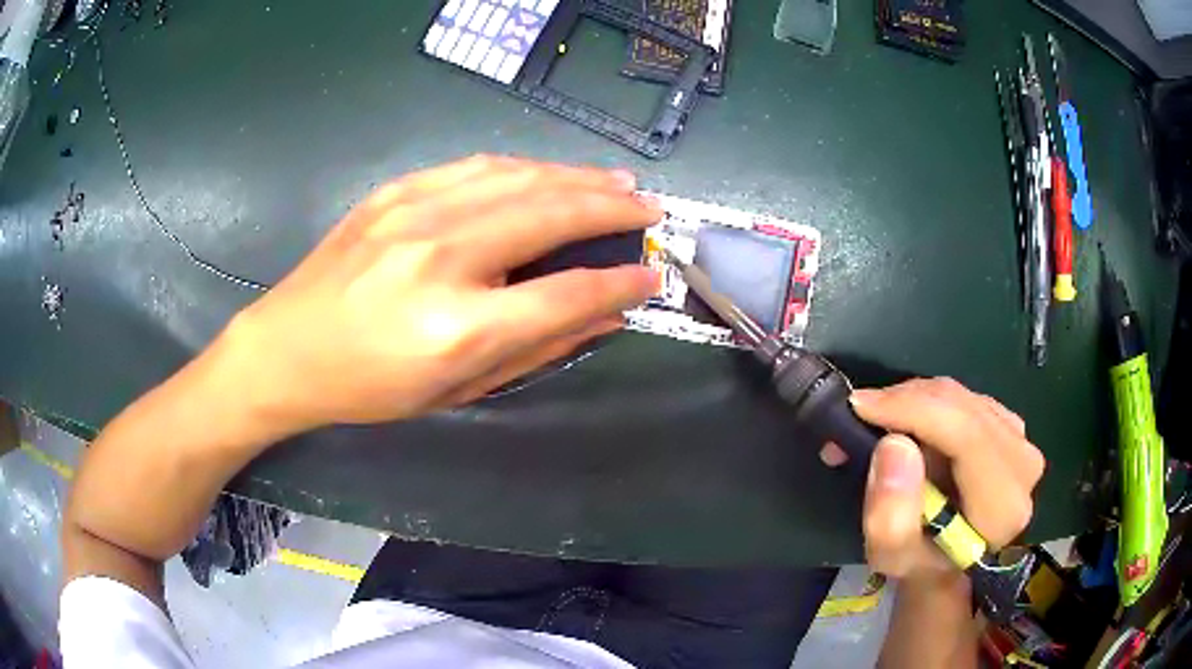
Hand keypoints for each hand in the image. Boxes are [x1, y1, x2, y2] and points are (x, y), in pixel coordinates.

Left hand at [226, 155, 660, 434]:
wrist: (287, 349)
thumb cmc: (370, 387)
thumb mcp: (457, 390)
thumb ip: (538, 349)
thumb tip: (605, 315)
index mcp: (457, 326)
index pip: (565, 293)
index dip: (619, 282)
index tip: (651, 275)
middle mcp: (441, 257)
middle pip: (549, 215)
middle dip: (611, 210)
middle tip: (649, 209)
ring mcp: (413, 214)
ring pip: (518, 178)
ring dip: (576, 177)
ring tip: (615, 183)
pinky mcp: (395, 192)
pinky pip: (476, 167)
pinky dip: (525, 168)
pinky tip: (550, 173)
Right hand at [820, 378, 1044, 582]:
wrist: (951, 564)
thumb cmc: (921, 566)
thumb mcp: (893, 558)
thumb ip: (891, 516)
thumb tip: (893, 445)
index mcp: (1003, 504)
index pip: (967, 435)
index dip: (914, 411)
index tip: (861, 406)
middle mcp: (1022, 461)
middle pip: (962, 407)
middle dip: (904, 402)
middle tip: (858, 418)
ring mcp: (1019, 438)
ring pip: (960, 396)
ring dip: (912, 401)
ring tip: (876, 423)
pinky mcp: (1009, 425)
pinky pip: (963, 397)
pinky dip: (928, 402)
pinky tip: (906, 423)